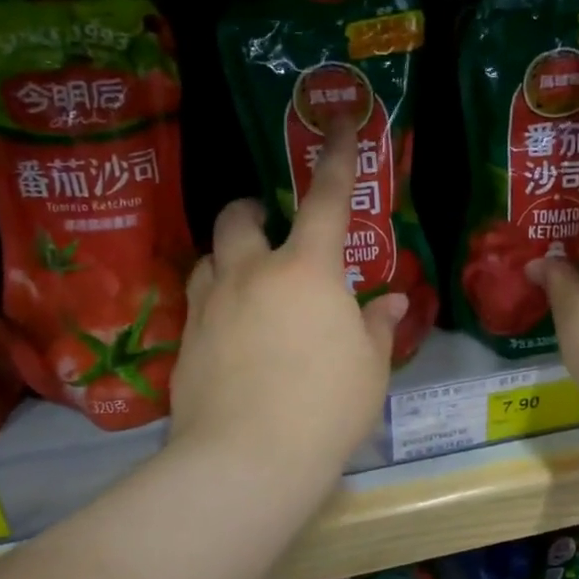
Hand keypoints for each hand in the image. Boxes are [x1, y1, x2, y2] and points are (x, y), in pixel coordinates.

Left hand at [168, 114, 405, 487]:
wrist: (247, 459)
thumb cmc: (326, 408)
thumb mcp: (369, 368)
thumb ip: (377, 327)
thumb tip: (393, 303)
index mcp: (308, 270)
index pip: (327, 198)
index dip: (338, 156)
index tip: (340, 119)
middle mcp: (253, 274)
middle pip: (239, 219)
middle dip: (252, 209)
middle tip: (267, 221)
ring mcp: (211, 305)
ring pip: (209, 257)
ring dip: (228, 254)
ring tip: (247, 276)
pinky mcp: (185, 341)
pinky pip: (198, 301)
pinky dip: (216, 299)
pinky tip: (231, 331)